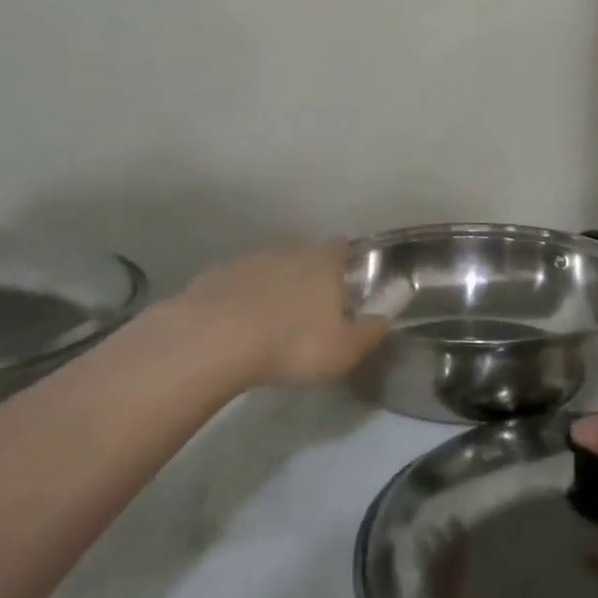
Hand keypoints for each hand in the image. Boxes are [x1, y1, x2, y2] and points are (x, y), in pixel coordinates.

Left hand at [166, 239, 387, 388]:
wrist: (215, 339)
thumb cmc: (292, 343)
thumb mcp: (344, 350)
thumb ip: (368, 334)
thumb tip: (383, 321)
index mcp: (323, 262)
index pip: (340, 247)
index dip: (344, 262)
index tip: (345, 283)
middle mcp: (288, 250)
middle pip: (303, 252)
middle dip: (307, 273)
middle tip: (308, 307)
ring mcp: (248, 259)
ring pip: (268, 266)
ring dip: (272, 285)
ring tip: (270, 319)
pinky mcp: (214, 275)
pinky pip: (236, 283)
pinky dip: (240, 297)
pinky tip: (237, 324)